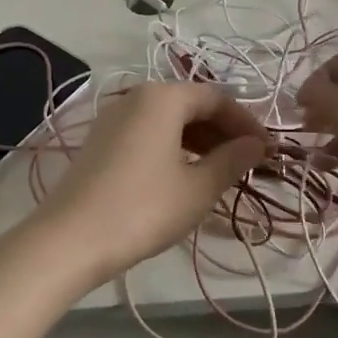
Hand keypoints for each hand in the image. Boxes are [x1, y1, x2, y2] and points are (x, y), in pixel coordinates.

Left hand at [31, 81, 267, 285]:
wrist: (69, 240)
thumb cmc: (143, 209)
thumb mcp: (198, 188)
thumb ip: (232, 161)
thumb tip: (258, 145)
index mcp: (163, 98)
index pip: (217, 98)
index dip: (247, 123)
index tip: (268, 150)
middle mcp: (136, 97)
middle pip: (191, 105)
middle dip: (223, 131)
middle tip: (248, 163)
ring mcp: (113, 119)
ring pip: (168, 120)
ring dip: (199, 141)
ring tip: (221, 172)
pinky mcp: (100, 142)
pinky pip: (148, 133)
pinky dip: (173, 148)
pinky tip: (184, 175)